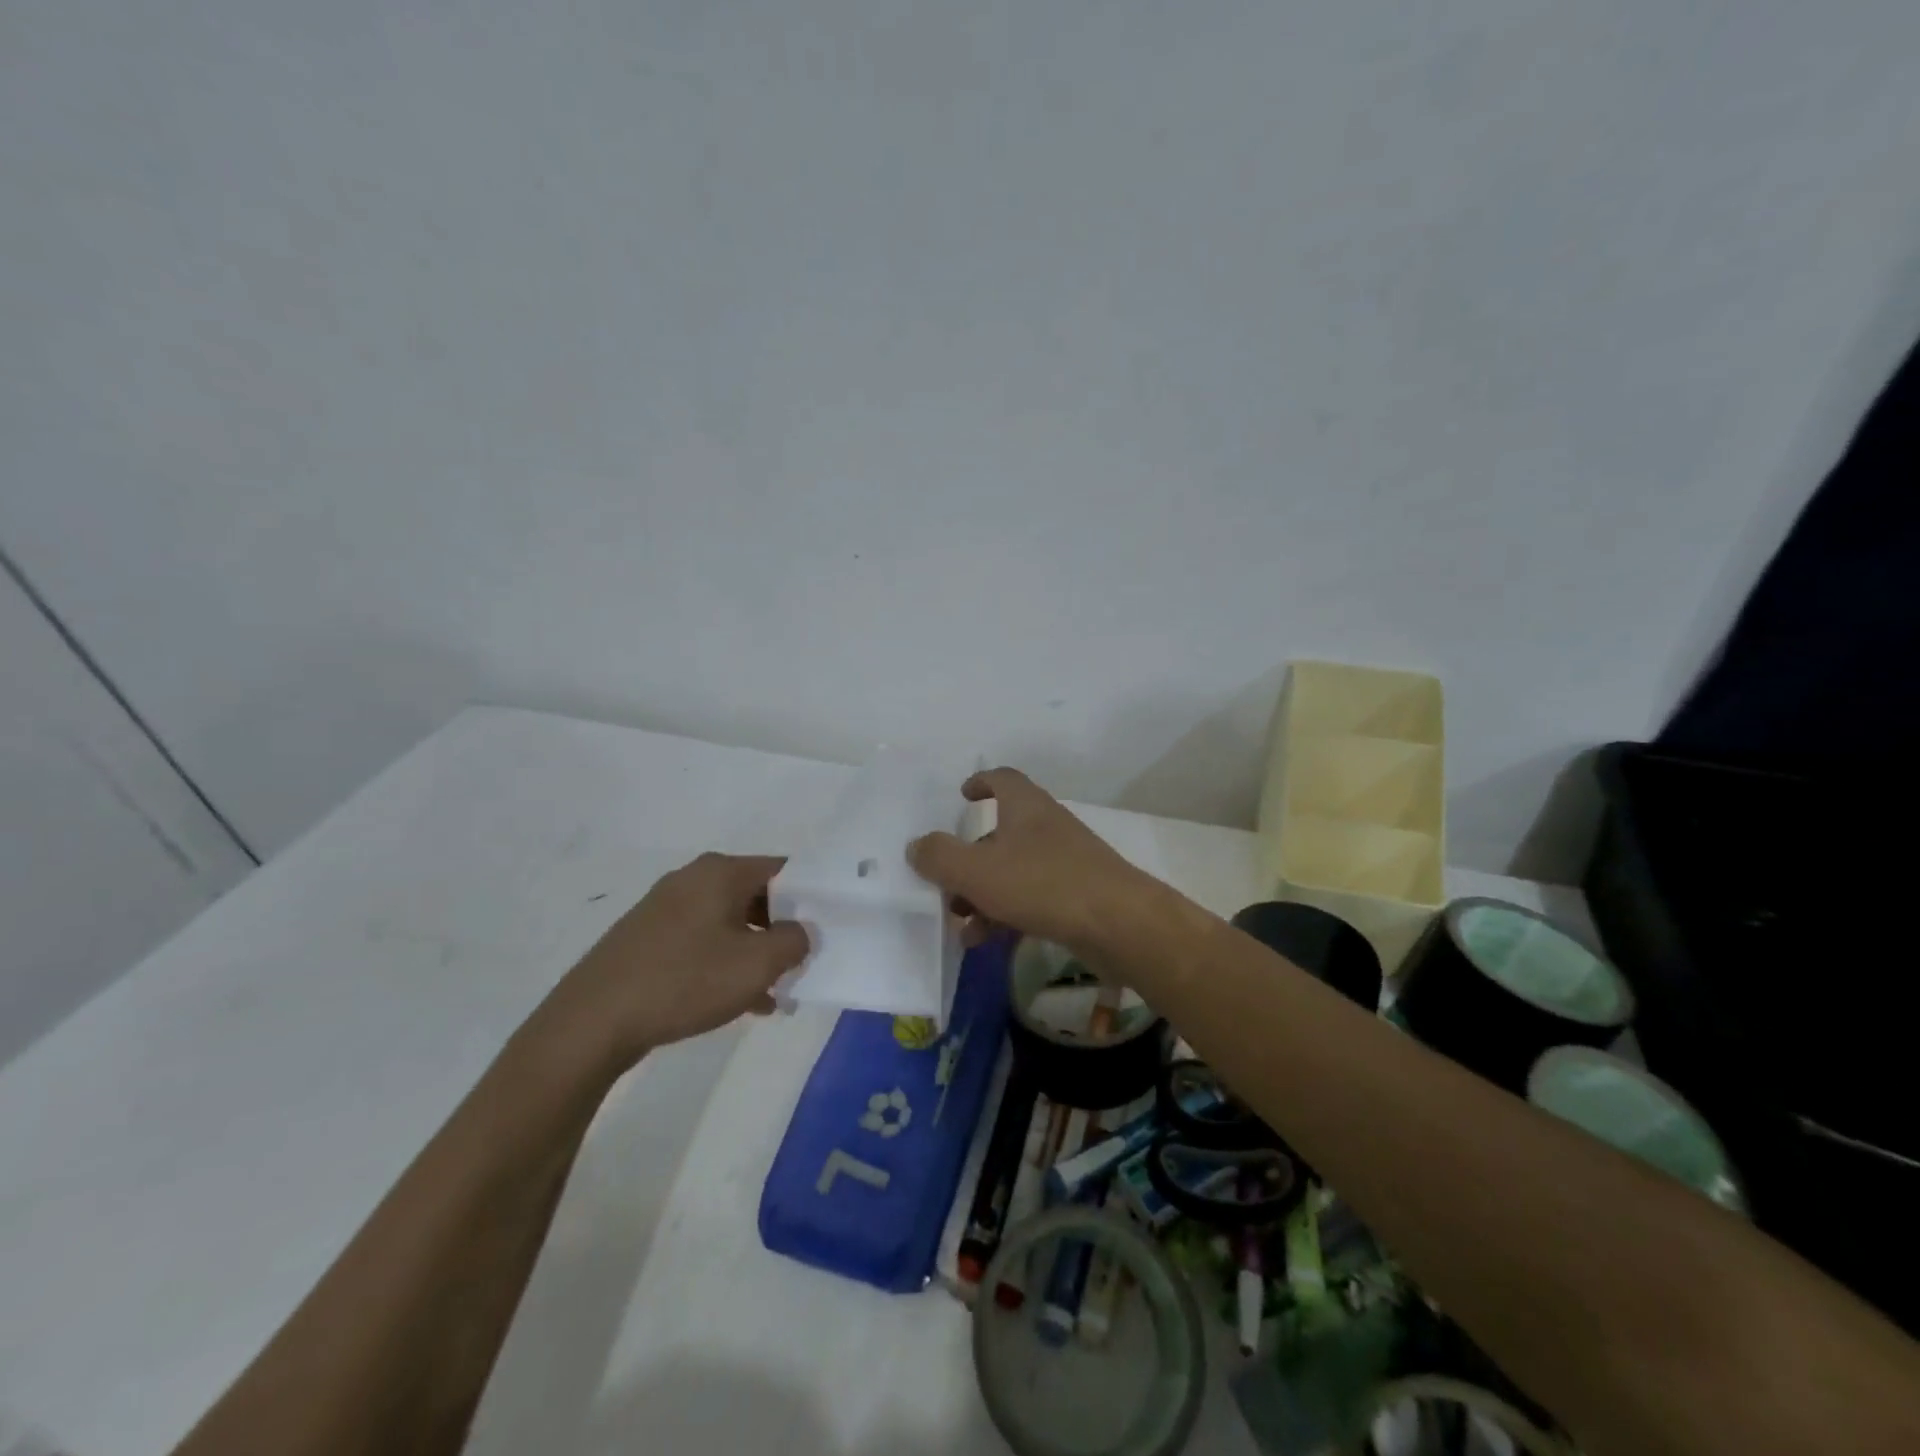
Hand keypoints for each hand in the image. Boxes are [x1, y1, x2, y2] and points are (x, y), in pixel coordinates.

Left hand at [537, 853, 809, 1072]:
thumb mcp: (757, 964)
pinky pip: (702, 942)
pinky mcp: (648, 938)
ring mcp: (666, 908)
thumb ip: (794, 941)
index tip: (828, 926)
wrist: (592, 1022)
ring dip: (755, 953)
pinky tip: (739, 1002)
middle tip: (803, 963)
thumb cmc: (684, 980)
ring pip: (730, 923)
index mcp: (721, 872)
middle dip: (782, 930)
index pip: (783, 870)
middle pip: (756, 896)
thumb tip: (800, 932)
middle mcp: (693, 878)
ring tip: (775, 991)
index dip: (811, 896)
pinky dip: (725, 964)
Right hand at [906, 767, 1162, 962]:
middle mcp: (1045, 827)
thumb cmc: (1043, 884)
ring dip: (982, 894)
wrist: (1119, 924)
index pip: (1003, 778)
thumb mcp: (977, 871)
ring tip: (961, 925)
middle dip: (969, 859)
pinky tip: (987, 942)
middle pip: (1000, 833)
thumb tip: (916, 845)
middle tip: (946, 885)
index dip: (981, 782)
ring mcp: (1064, 861)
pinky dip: (1006, 914)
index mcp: (1025, 807)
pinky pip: (1031, 898)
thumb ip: (940, 857)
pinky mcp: (1076, 895)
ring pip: (1012, 871)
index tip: (962, 795)